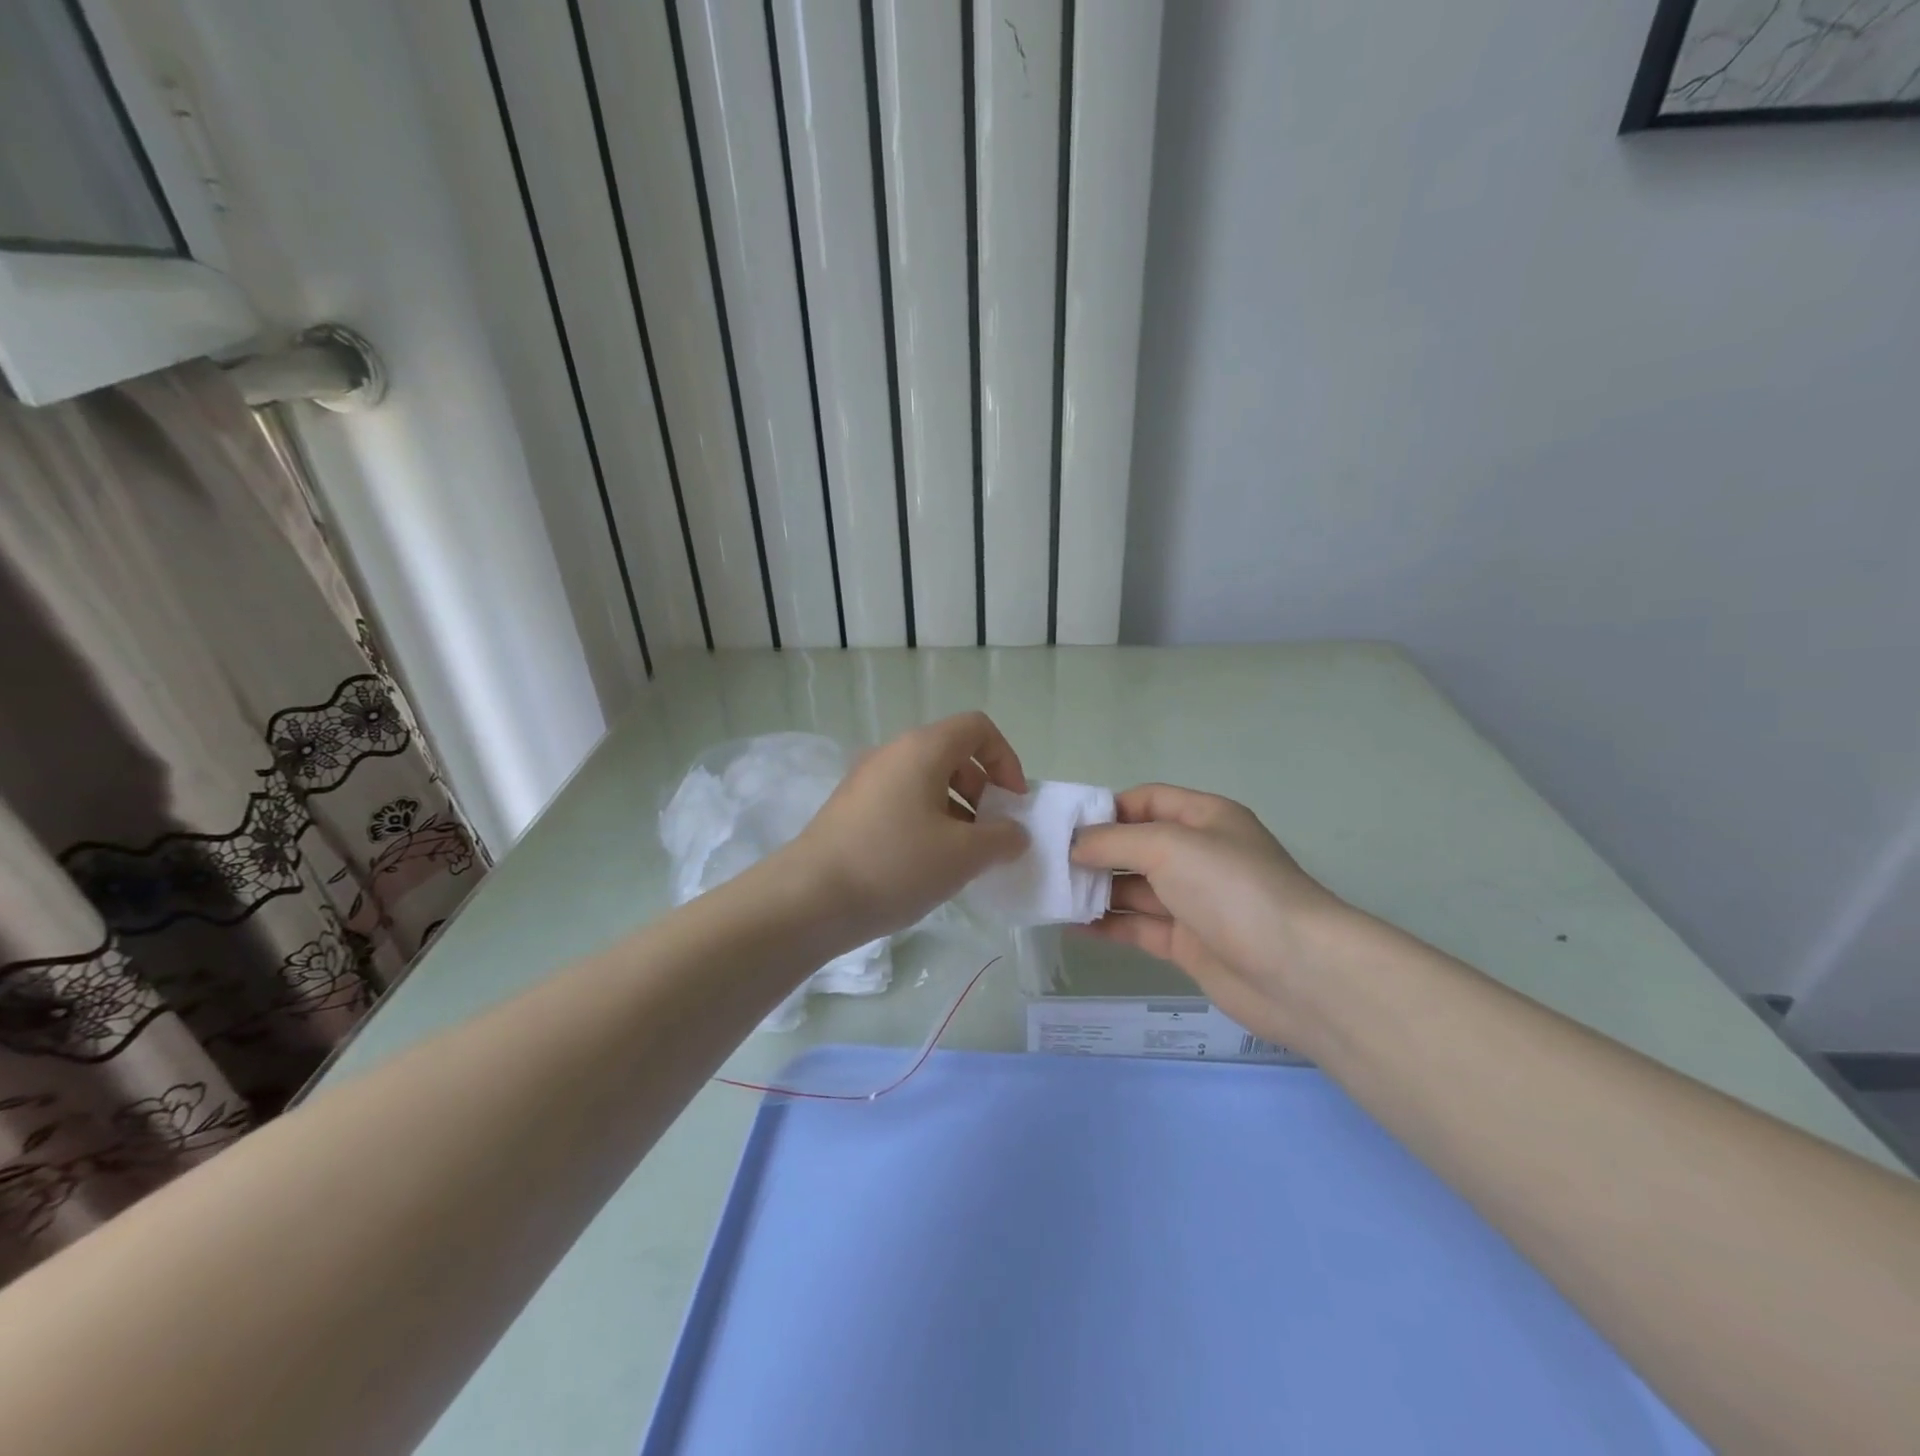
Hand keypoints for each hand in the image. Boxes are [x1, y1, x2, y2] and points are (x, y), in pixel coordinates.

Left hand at [785, 712, 1029, 943]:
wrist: (810, 898)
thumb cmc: (896, 864)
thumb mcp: (963, 855)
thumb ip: (1002, 838)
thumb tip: (1015, 833)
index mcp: (922, 749)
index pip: (977, 728)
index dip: (1006, 760)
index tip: (1013, 804)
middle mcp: (892, 753)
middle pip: (952, 754)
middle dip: (982, 790)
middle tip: (989, 834)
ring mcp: (866, 780)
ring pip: (925, 781)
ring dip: (955, 810)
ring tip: (961, 857)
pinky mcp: (850, 808)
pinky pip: (901, 801)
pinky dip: (925, 822)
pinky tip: (925, 865)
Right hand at [1070, 785, 1359, 1045]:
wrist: (1297, 971)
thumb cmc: (1232, 888)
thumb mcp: (1169, 846)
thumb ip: (1115, 841)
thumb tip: (1074, 845)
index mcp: (1204, 817)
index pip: (1146, 800)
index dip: (1106, 809)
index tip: (1063, 825)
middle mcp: (1198, 854)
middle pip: (1136, 845)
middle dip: (1094, 851)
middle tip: (1045, 861)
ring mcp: (1193, 901)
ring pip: (1134, 888)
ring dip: (1095, 890)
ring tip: (1049, 893)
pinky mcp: (1187, 943)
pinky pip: (1138, 927)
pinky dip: (1106, 925)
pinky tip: (1070, 926)